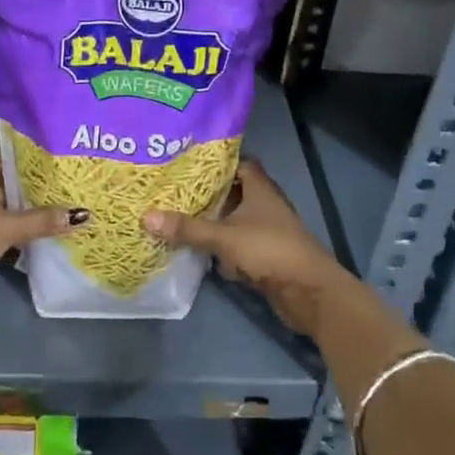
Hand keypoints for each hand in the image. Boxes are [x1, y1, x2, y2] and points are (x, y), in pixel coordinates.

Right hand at [144, 160, 347, 333]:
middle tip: (174, 191)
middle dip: (207, 194)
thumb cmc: (269, 250)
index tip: (187, 162)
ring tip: (178, 217)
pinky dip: (221, 249)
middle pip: (233, 193)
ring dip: (213, 222)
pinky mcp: (265, 257)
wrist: (308, 292)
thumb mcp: (223, 237)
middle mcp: (265, 205)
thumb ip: (187, 228)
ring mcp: (266, 232)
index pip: (239, 163)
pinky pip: (237, 246)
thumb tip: (146, 216)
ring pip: (234, 221)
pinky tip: (198, 251)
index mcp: (260, 189)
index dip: (216, 162)